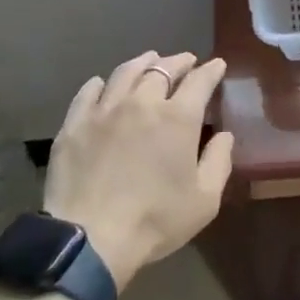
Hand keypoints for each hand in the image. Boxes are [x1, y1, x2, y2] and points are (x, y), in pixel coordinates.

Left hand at [43, 51, 233, 290]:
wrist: (90, 239)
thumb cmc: (154, 220)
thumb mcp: (204, 201)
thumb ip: (219, 162)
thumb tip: (224, 135)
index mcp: (178, 117)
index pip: (200, 81)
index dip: (211, 70)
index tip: (217, 65)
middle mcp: (142, 101)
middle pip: (163, 68)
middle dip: (179, 61)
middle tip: (186, 61)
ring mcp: (105, 109)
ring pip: (126, 72)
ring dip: (143, 63)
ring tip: (150, 61)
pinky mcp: (76, 122)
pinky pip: (89, 91)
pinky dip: (102, 83)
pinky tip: (104, 84)